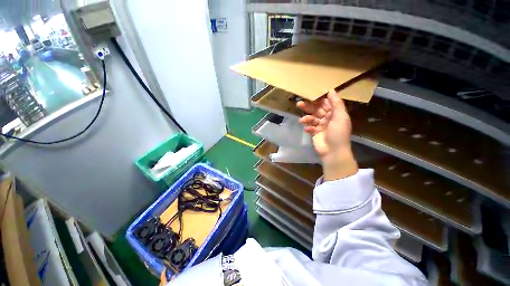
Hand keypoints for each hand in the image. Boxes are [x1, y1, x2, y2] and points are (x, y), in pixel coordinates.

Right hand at [297, 90, 357, 180]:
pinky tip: (307, 129)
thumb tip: (331, 90)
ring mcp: (321, 126)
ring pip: (312, 118)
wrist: (333, 152)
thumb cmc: (338, 133)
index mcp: (335, 113)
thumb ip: (336, 104)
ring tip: (302, 120)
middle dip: (308, 107)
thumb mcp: (340, 117)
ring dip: (306, 118)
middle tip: (299, 104)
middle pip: (317, 110)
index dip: (318, 99)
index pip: (326, 103)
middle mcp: (328, 118)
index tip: (310, 94)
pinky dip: (308, 127)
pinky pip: (310, 127)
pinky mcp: (315, 133)